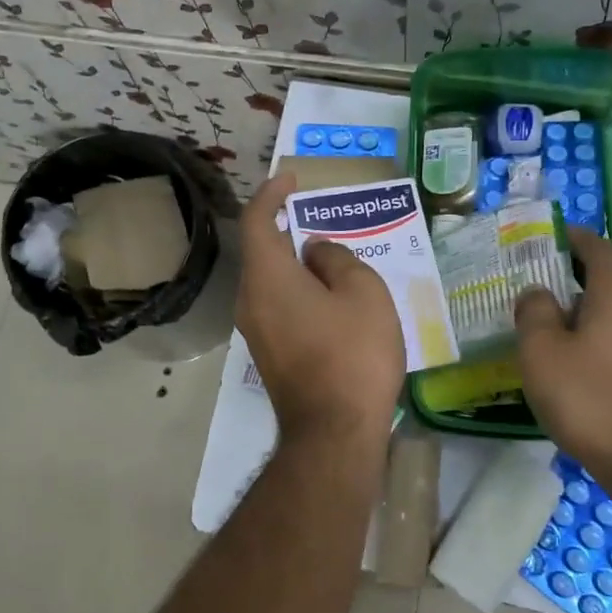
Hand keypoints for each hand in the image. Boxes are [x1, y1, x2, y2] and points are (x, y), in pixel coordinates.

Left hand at [235, 170, 405, 461]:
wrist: (334, 433)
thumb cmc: (352, 353)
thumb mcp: (361, 292)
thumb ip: (336, 259)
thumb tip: (315, 251)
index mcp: (267, 277)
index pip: (256, 221)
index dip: (270, 194)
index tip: (290, 179)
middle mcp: (250, 300)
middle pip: (261, 251)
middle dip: (284, 228)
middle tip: (316, 215)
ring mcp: (256, 332)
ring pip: (270, 281)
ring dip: (293, 262)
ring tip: (329, 256)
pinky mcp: (269, 355)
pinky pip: (277, 306)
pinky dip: (296, 289)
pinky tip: (328, 297)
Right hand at [514, 228, 611, 469]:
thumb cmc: (589, 397)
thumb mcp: (542, 350)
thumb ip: (534, 312)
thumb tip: (538, 293)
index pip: (600, 250)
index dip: (577, 238)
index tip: (554, 236)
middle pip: (608, 284)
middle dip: (574, 282)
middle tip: (538, 292)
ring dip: (584, 318)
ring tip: (549, 334)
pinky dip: (596, 345)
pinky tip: (573, 370)